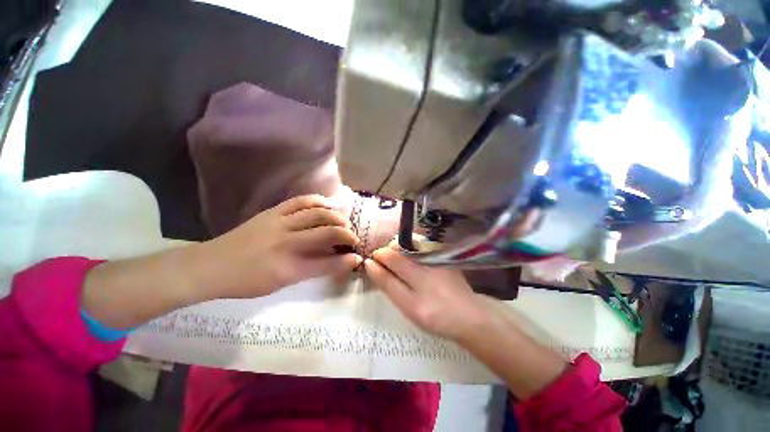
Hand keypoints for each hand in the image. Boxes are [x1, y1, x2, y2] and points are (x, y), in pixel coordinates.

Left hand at [199, 195, 361, 298]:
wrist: (211, 265)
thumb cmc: (246, 281)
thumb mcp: (281, 283)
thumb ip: (311, 270)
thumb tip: (335, 261)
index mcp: (287, 268)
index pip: (327, 263)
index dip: (346, 261)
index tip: (357, 258)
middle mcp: (286, 243)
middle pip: (326, 233)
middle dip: (346, 234)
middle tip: (353, 239)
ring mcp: (279, 223)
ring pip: (317, 213)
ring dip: (336, 217)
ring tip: (343, 222)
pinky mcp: (272, 212)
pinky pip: (300, 201)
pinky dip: (318, 202)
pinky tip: (326, 205)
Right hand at [364, 245, 491, 339]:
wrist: (468, 316)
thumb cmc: (434, 315)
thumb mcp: (407, 305)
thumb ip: (387, 283)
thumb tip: (369, 264)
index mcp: (415, 270)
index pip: (388, 255)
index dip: (377, 257)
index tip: (372, 263)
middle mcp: (425, 255)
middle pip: (397, 245)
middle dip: (387, 253)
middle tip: (386, 268)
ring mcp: (435, 252)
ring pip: (407, 243)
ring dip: (398, 251)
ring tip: (399, 267)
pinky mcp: (441, 252)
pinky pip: (418, 245)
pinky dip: (410, 252)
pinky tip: (413, 264)